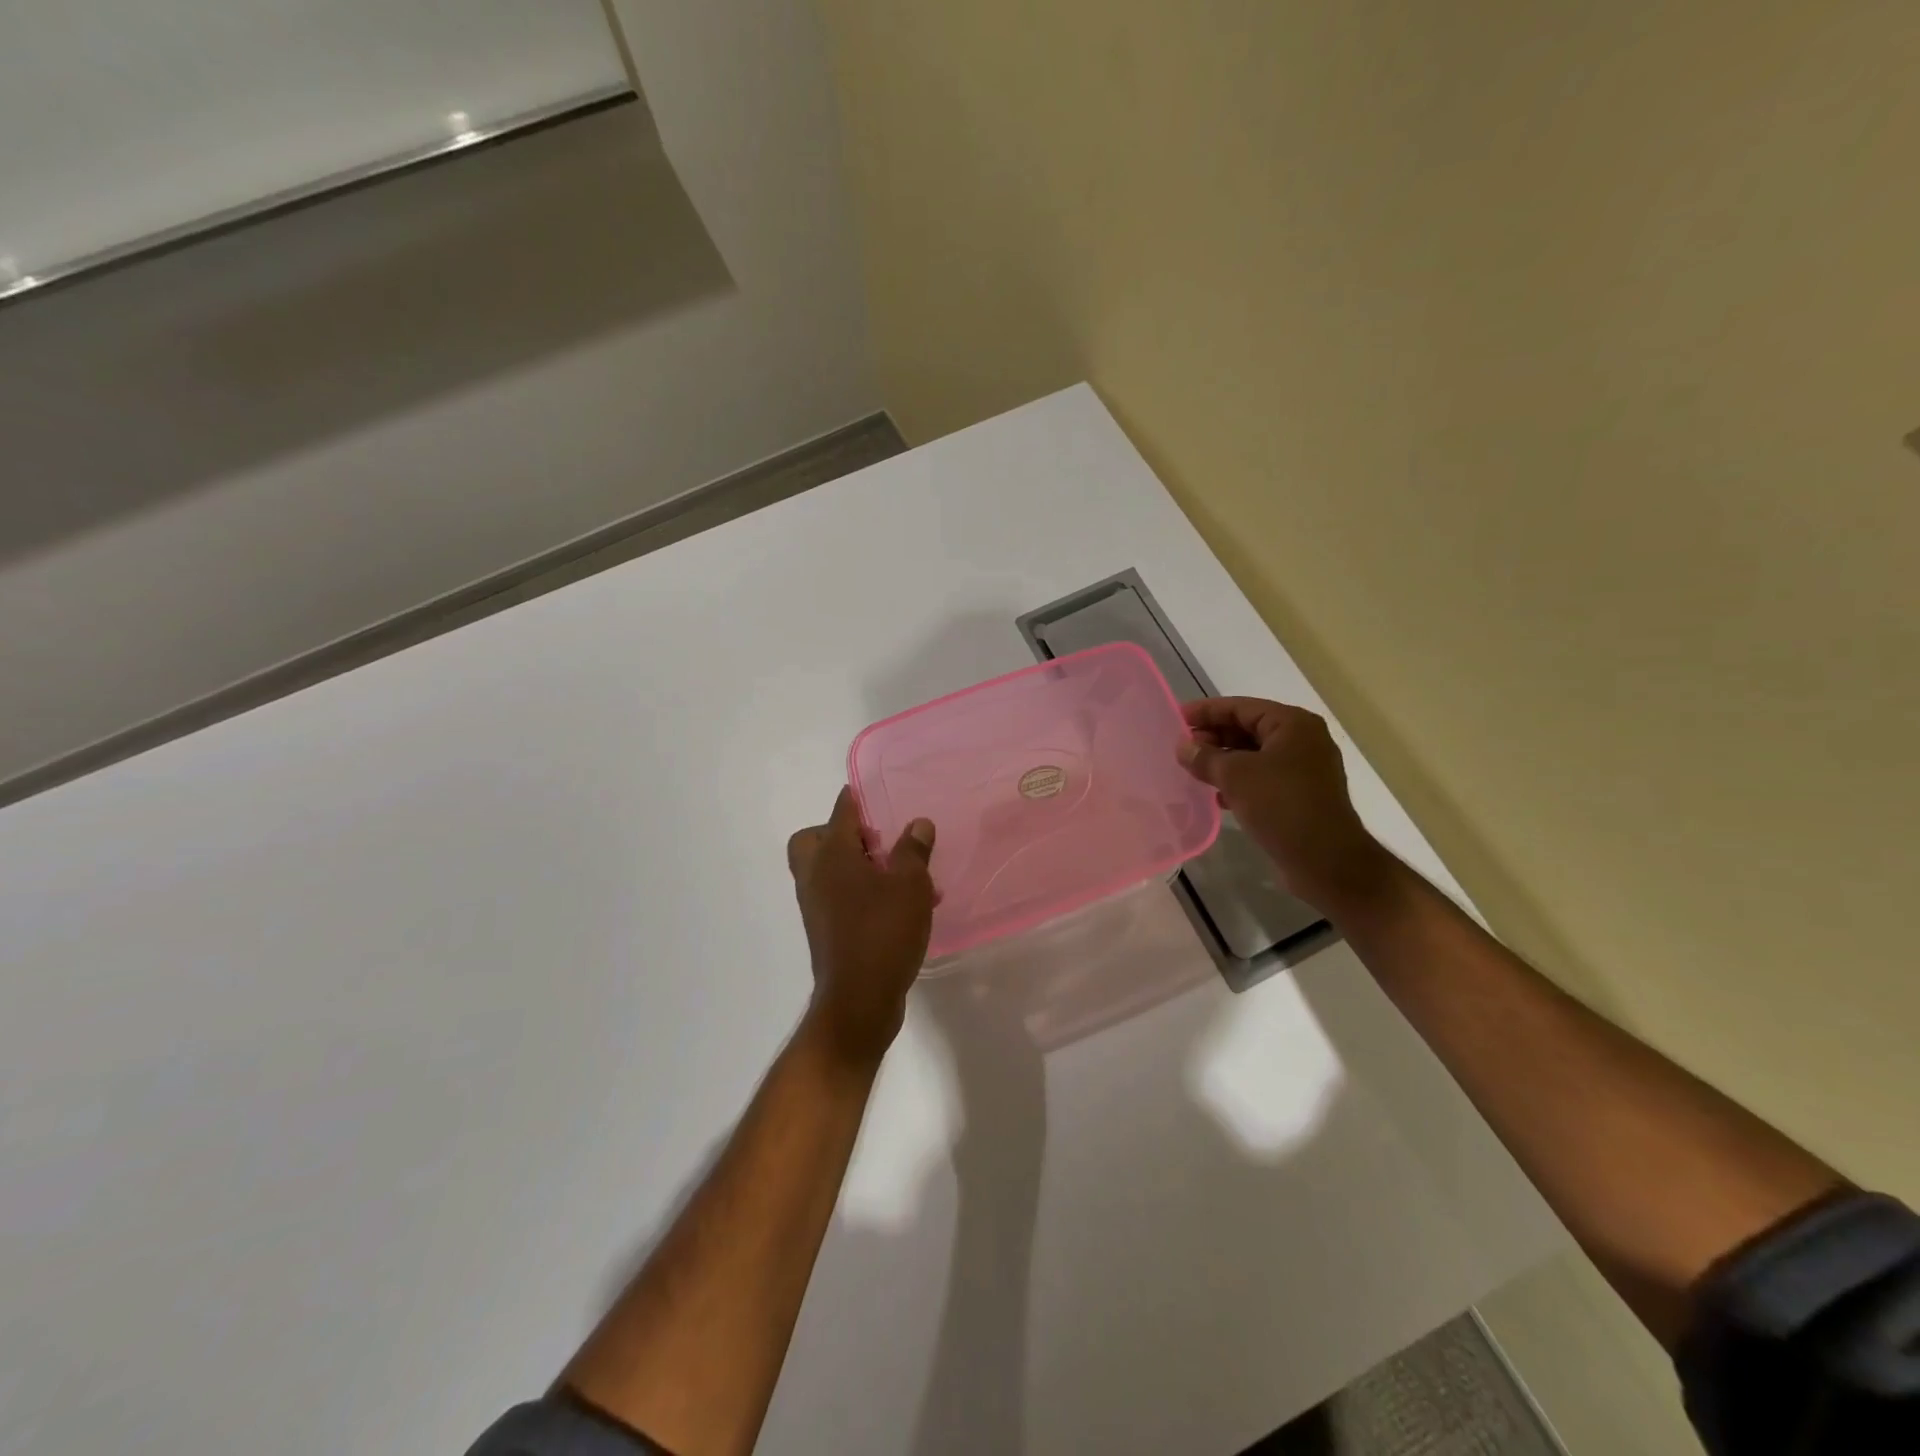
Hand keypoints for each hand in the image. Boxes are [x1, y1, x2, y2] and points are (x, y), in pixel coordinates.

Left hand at [787, 788, 936, 1069]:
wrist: (859, 1001)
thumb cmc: (883, 932)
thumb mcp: (909, 885)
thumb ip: (913, 850)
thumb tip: (918, 823)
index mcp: (832, 856)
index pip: (840, 812)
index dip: (855, 798)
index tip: (870, 791)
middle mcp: (816, 877)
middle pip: (815, 840)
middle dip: (842, 834)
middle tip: (876, 841)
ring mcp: (817, 906)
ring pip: (829, 871)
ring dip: (859, 866)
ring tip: (903, 875)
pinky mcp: (827, 931)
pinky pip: (841, 898)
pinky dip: (862, 893)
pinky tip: (901, 906)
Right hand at [1177, 697, 1395, 915]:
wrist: (1326, 861)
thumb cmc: (1282, 805)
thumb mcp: (1236, 776)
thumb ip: (1205, 757)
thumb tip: (1183, 746)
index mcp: (1293, 724)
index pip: (1241, 707)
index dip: (1206, 711)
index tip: (1176, 718)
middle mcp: (1302, 741)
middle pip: (1248, 729)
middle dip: (1214, 737)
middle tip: (1182, 748)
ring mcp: (1303, 769)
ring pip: (1254, 755)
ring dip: (1223, 761)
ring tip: (1193, 771)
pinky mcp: (1300, 796)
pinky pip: (1262, 778)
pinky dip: (1238, 782)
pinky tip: (1216, 795)